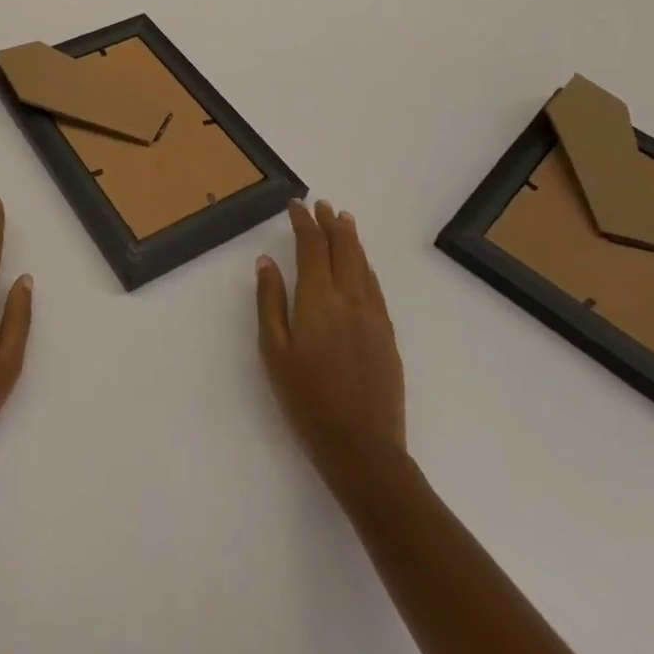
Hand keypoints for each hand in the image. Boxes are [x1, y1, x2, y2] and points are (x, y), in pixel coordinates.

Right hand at [256, 199, 407, 497]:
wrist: (363, 449)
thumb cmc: (306, 400)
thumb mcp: (274, 351)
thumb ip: (270, 301)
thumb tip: (266, 261)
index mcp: (318, 299)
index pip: (312, 246)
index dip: (303, 222)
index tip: (295, 205)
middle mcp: (350, 299)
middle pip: (342, 249)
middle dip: (331, 224)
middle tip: (323, 205)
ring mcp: (373, 317)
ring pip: (363, 265)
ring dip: (352, 240)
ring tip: (344, 221)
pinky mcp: (387, 336)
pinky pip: (376, 288)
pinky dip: (366, 267)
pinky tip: (363, 266)